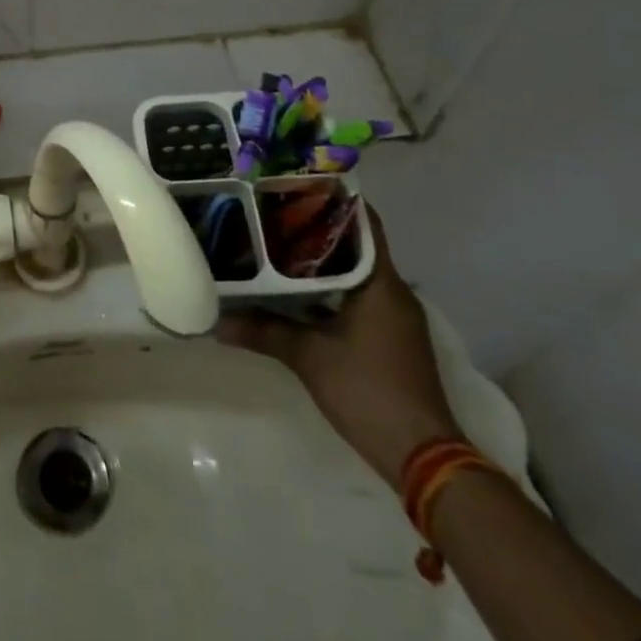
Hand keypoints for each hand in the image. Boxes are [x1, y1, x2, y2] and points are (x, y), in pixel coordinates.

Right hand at [217, 206, 458, 488]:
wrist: (423, 457)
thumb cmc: (369, 391)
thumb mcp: (309, 357)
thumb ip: (264, 332)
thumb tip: (216, 322)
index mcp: (381, 283)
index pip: (363, 222)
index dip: (333, 199)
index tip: (296, 184)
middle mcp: (393, 292)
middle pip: (355, 244)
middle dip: (316, 228)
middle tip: (272, 212)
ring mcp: (394, 317)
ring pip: (354, 272)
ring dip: (321, 260)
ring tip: (276, 244)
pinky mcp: (389, 338)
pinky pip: (356, 297)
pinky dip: (329, 288)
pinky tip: (295, 290)